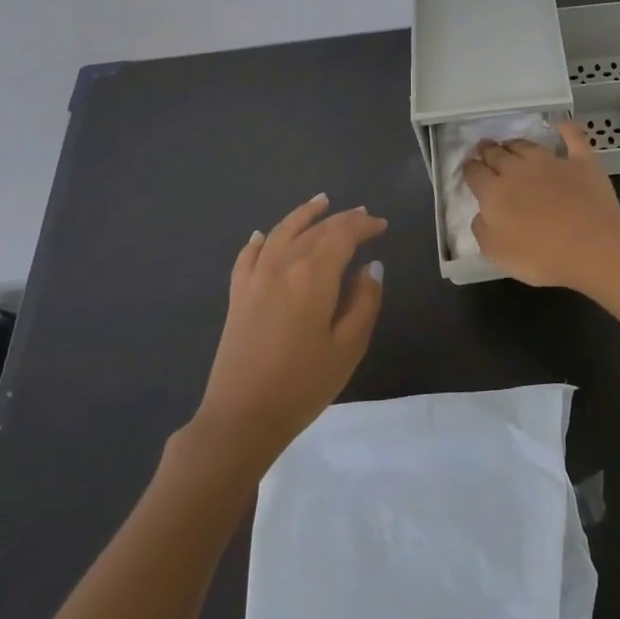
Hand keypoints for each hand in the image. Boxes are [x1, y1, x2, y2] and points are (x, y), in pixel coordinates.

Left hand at [193, 195, 387, 466]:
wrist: (242, 417)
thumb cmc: (304, 384)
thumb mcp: (349, 346)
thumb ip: (364, 301)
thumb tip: (371, 268)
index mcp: (313, 275)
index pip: (342, 235)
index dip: (363, 225)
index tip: (381, 225)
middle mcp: (283, 265)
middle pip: (315, 230)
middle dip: (341, 219)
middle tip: (362, 214)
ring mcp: (256, 278)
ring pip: (281, 232)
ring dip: (303, 214)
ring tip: (320, 202)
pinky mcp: (238, 296)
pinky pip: (249, 256)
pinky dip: (260, 240)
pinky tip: (265, 234)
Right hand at [463, 121, 619, 290]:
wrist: (592, 245)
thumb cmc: (541, 256)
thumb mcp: (497, 253)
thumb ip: (482, 230)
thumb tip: (481, 213)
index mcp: (494, 192)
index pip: (475, 173)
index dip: (469, 169)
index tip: (468, 167)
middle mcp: (518, 170)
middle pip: (497, 154)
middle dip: (487, 150)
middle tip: (484, 147)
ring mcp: (551, 162)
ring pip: (527, 145)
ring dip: (515, 143)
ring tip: (510, 143)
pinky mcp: (581, 162)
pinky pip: (573, 138)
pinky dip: (565, 129)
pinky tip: (560, 124)